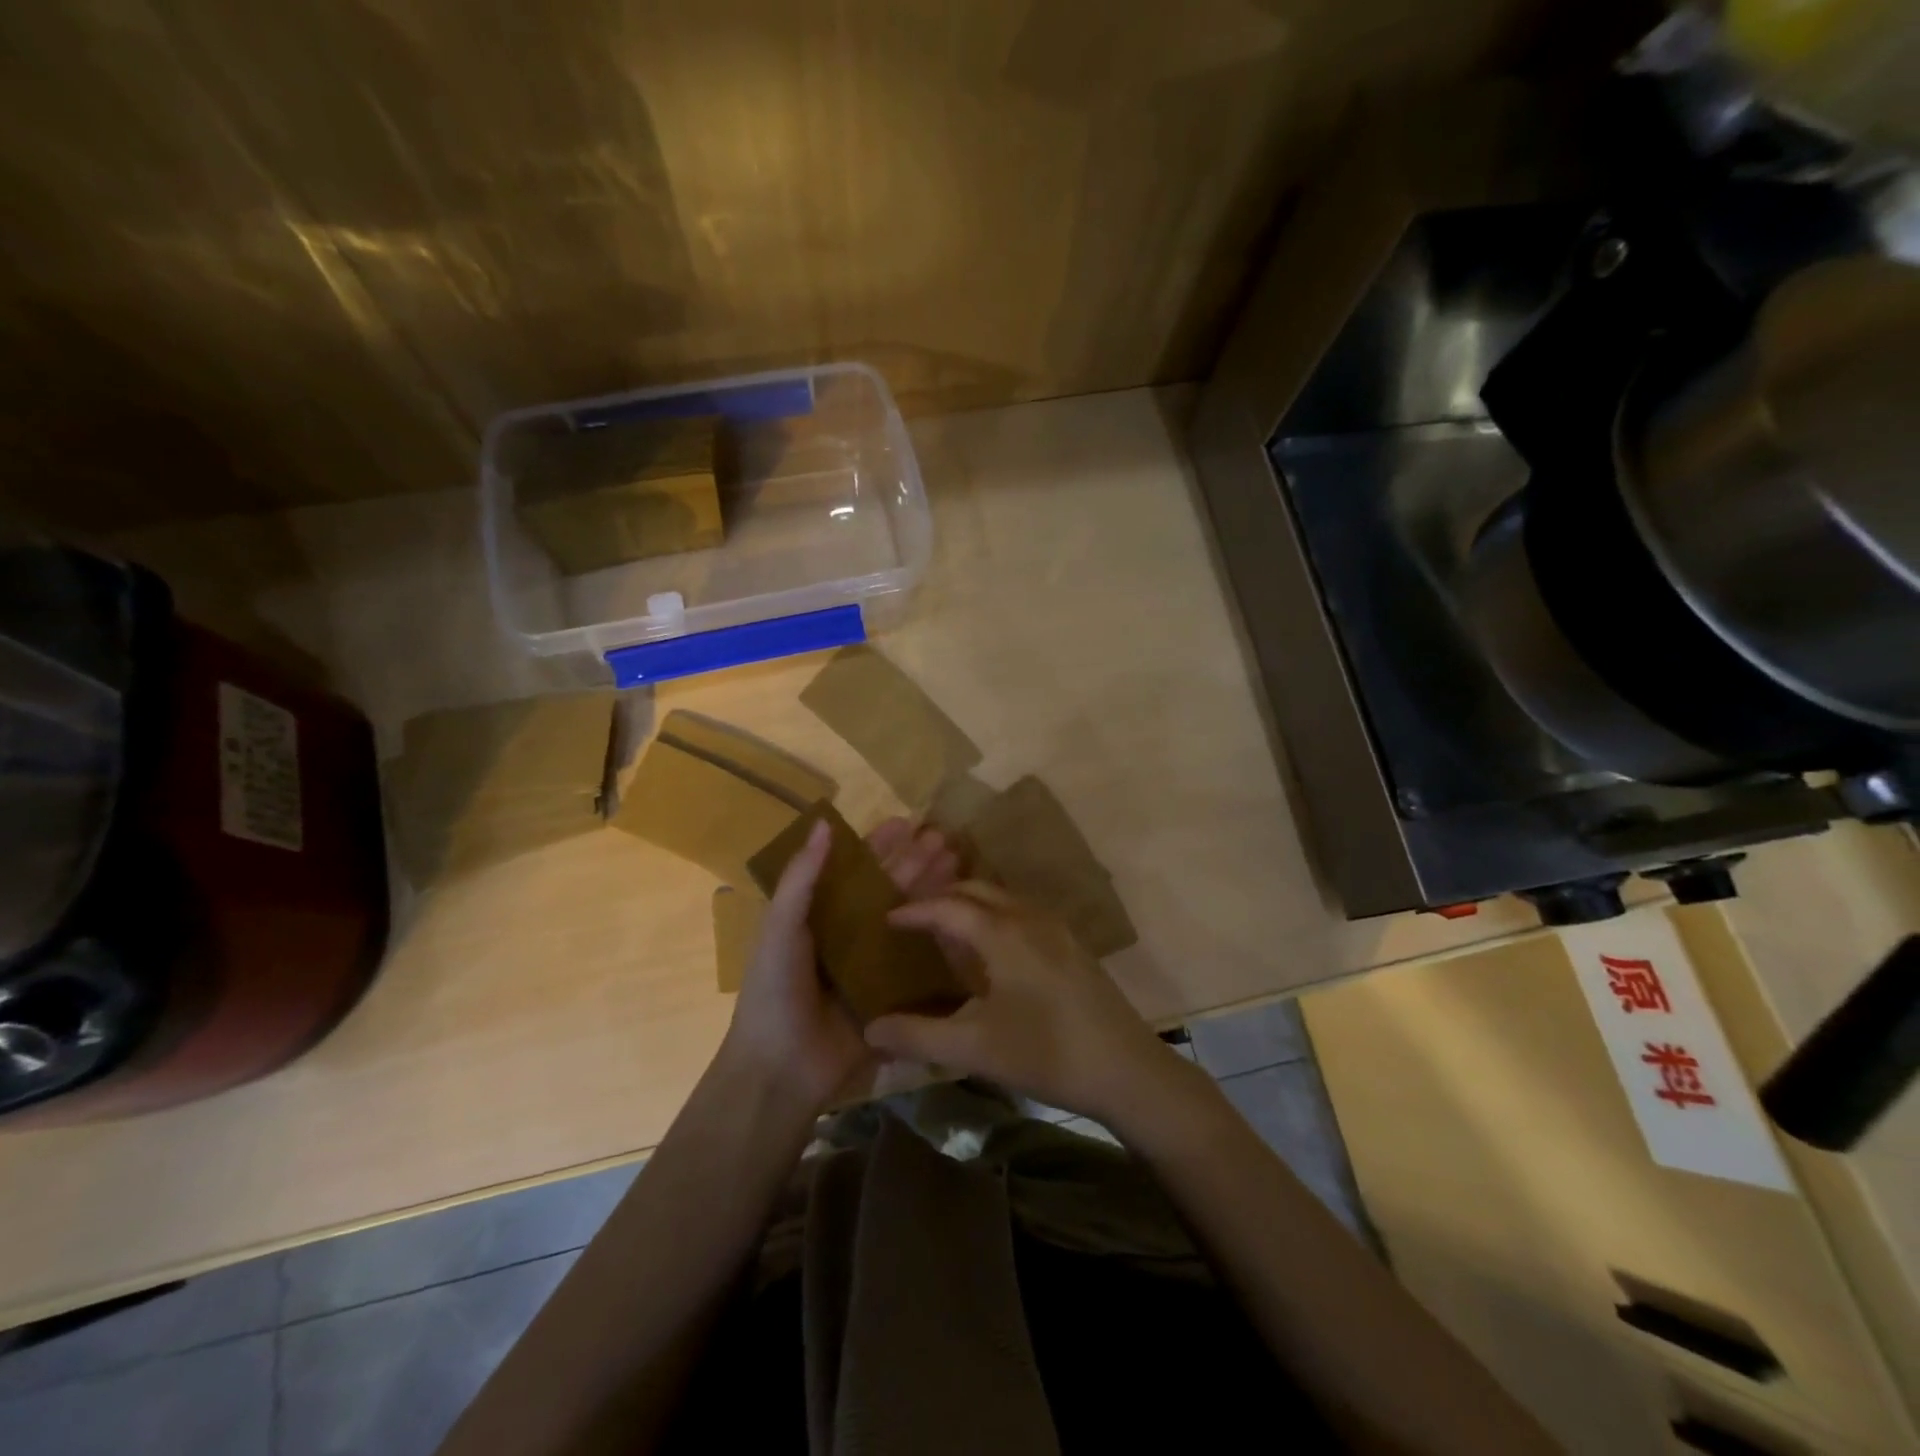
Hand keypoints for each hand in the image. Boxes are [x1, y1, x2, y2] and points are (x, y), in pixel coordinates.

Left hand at [722, 817, 959, 1112]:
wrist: (781, 1069)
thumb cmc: (775, 990)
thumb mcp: (781, 928)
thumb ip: (802, 877)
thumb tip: (823, 822)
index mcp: (819, 915)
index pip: (854, 871)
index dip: (879, 846)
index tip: (908, 823)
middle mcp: (849, 934)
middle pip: (887, 890)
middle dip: (914, 863)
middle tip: (946, 839)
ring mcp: (873, 966)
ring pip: (908, 919)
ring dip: (931, 891)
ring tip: (959, 863)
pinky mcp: (893, 995)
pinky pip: (918, 961)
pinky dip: (939, 938)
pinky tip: (963, 916)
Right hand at [863, 883, 1185, 1123]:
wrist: (1128, 1070)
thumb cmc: (1047, 1054)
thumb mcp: (976, 1049)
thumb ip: (919, 1036)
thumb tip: (869, 1028)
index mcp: (1004, 933)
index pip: (948, 906)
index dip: (914, 911)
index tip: (887, 919)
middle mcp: (1030, 918)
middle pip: (977, 890)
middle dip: (941, 898)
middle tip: (912, 920)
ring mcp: (1057, 929)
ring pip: (1003, 899)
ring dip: (970, 906)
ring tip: (945, 932)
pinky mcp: (1072, 946)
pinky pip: (1022, 914)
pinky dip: (994, 918)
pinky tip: (989, 953)